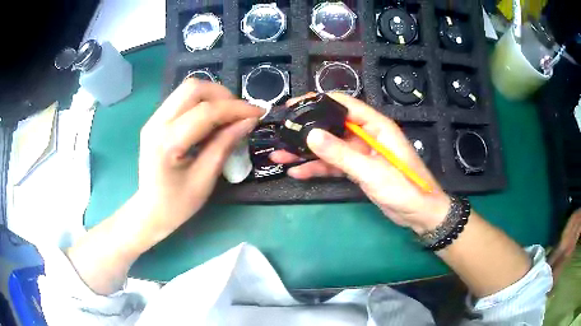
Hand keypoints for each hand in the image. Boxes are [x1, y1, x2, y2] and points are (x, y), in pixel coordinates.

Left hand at [135, 79, 262, 241]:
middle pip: (193, 88)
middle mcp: (156, 123)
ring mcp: (153, 120)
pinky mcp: (155, 121)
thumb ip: (225, 145)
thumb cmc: (177, 204)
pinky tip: (212, 120)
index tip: (259, 112)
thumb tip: (249, 121)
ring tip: (228, 116)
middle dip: (223, 95)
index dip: (236, 108)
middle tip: (239, 113)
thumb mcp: (205, 180)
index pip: (206, 111)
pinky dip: (202, 103)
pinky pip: (182, 100)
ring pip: (187, 90)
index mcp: (167, 142)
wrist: (150, 211)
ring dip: (213, 97)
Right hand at [270, 93, 449, 233]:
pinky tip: (297, 172)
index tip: (293, 106)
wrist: (419, 214)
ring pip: (330, 147)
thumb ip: (341, 153)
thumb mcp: (371, 171)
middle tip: (281, 132)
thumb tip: (311, 135)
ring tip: (280, 156)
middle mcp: (367, 135)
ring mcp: (361, 153)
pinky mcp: (358, 169)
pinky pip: (334, 165)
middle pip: (332, 126)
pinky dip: (317, 168)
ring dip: (307, 152)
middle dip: (306, 131)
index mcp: (376, 126)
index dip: (318, 102)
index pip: (344, 104)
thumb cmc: (403, 188)